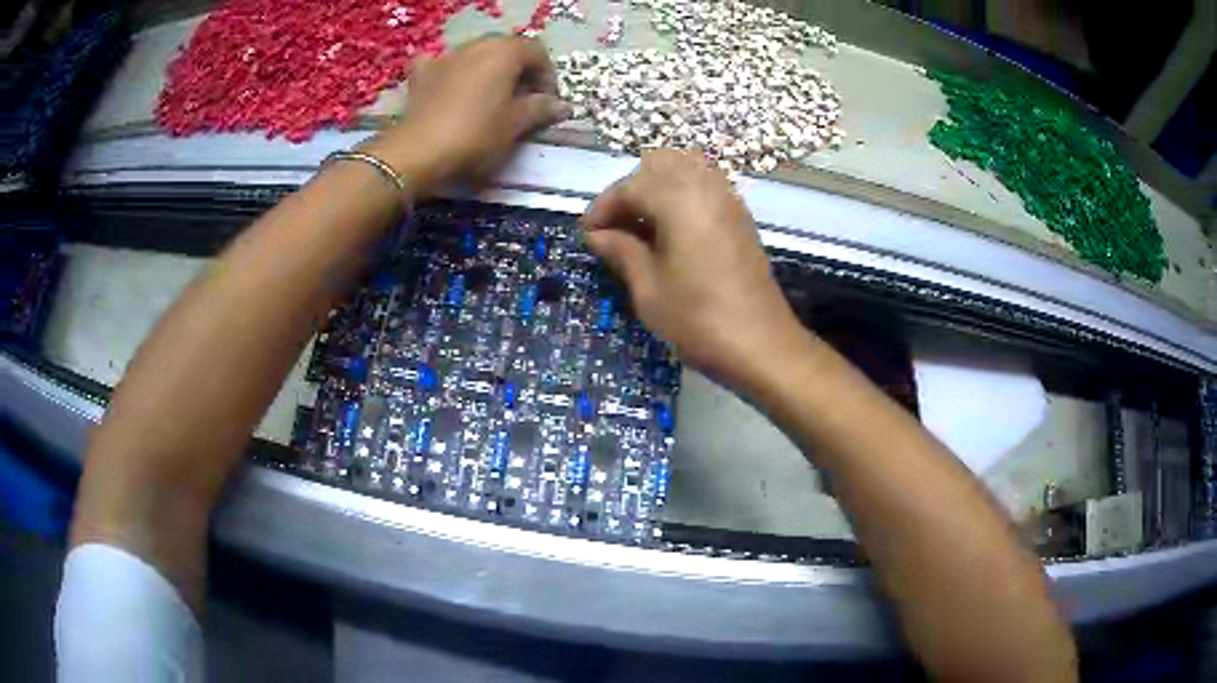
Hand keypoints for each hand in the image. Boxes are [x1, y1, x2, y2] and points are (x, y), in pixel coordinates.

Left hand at [361, 36, 569, 197]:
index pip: (537, 52)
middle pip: (506, 50)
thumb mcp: (516, 124)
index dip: (547, 76)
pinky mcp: (421, 75)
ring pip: (475, 56)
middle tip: (522, 101)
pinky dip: (452, 73)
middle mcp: (476, 46)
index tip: (547, 102)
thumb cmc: (476, 135)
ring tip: (489, 100)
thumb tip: (561, 105)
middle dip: (518, 71)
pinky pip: (443, 66)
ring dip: (488, 72)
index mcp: (504, 52)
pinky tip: (451, 89)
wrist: (419, 152)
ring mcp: (445, 57)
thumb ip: (540, 109)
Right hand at [581, 149, 808, 389]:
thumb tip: (598, 235)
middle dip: (630, 190)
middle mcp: (707, 188)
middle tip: (614, 226)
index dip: (603, 206)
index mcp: (680, 200)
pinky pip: (705, 187)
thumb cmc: (699, 320)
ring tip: (640, 227)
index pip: (631, 185)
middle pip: (659, 166)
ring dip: (657, 189)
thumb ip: (622, 251)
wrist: (763, 346)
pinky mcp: (741, 218)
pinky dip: (681, 197)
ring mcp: (729, 201)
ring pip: (685, 171)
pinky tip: (669, 231)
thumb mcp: (649, 290)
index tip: (587, 234)